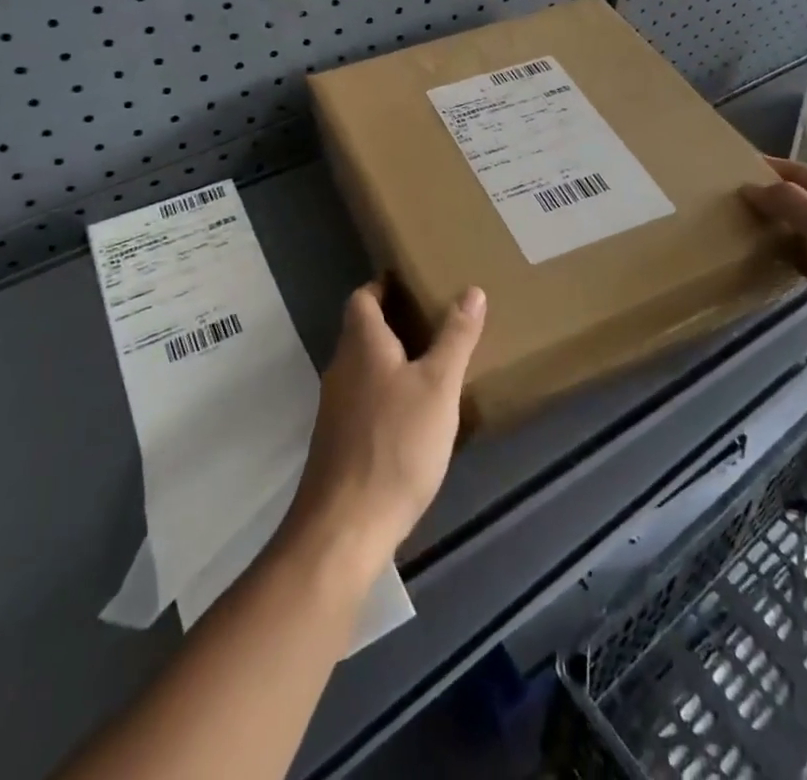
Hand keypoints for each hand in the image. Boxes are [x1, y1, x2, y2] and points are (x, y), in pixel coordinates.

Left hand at [279, 282, 485, 581]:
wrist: (345, 525)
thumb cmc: (396, 444)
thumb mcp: (439, 387)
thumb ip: (455, 338)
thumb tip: (471, 290)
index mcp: (362, 345)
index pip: (362, 298)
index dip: (381, 286)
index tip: (408, 281)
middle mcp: (341, 368)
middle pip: (360, 331)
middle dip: (391, 321)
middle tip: (430, 318)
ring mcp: (335, 407)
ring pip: (361, 366)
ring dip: (388, 357)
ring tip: (427, 361)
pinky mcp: (337, 440)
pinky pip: (362, 398)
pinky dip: (384, 390)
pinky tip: (410, 412)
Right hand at [742, 157, 806, 389]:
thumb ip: (791, 202)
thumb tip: (751, 187)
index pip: (804, 174)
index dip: (772, 168)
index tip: (733, 167)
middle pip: (804, 202)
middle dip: (770, 198)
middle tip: (727, 201)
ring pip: (804, 233)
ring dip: (776, 229)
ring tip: (738, 229)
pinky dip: (786, 258)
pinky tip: (765, 263)